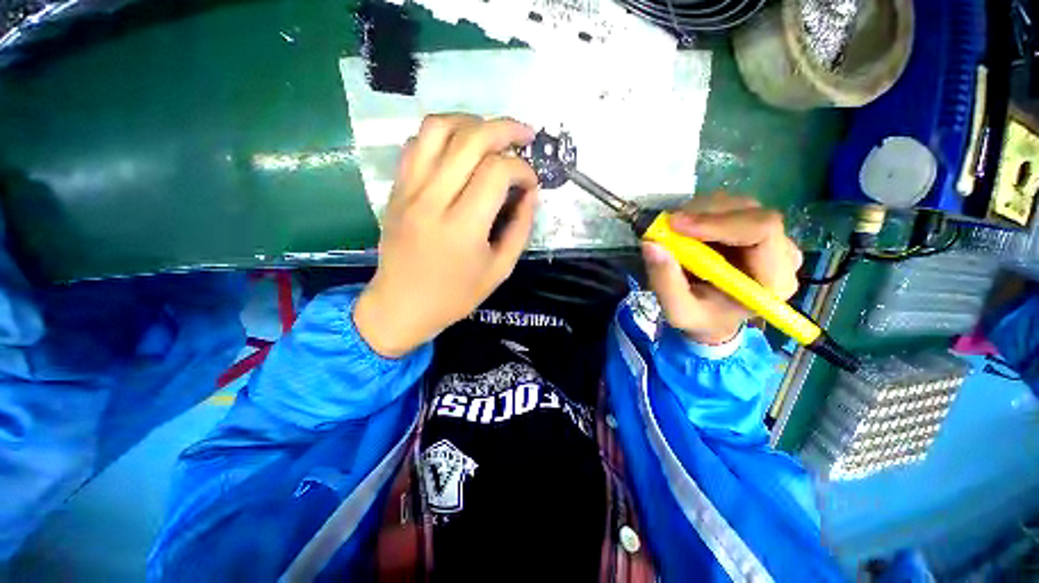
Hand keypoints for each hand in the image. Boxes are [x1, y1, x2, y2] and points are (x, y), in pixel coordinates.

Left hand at [354, 114, 539, 356]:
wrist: (401, 305)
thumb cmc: (455, 295)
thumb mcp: (500, 269)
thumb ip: (520, 228)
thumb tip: (530, 193)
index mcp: (462, 227)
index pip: (497, 172)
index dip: (522, 169)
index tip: (531, 183)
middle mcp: (432, 199)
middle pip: (470, 138)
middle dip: (505, 129)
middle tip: (525, 135)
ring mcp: (409, 190)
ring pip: (438, 128)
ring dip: (472, 121)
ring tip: (492, 134)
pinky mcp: (396, 189)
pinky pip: (417, 143)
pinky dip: (443, 134)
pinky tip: (459, 148)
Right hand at [641, 193, 802, 344]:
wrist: (714, 316)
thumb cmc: (701, 318)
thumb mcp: (678, 311)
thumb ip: (665, 282)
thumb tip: (651, 244)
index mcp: (774, 279)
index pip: (763, 230)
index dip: (719, 222)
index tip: (676, 225)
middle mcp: (782, 252)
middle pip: (750, 212)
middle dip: (703, 214)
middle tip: (666, 226)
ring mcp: (770, 236)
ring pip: (736, 204)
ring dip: (698, 212)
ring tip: (672, 231)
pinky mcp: (753, 226)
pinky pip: (728, 206)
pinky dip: (699, 212)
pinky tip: (685, 230)